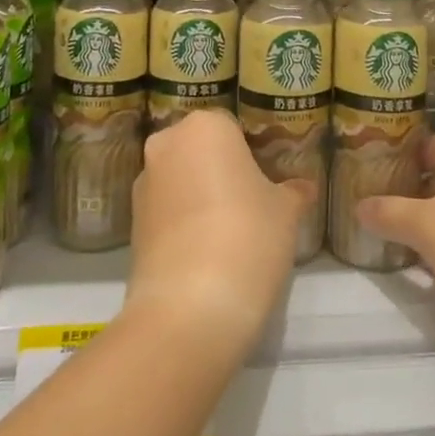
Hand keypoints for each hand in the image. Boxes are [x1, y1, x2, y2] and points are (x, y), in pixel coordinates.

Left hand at [126, 109, 319, 352]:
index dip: (253, 152)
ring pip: (181, 180)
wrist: (189, 309)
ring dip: (201, 197)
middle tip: (252, 203)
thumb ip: (293, 192)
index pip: (233, 127)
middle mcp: (167, 144)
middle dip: (223, 171)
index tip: (268, 180)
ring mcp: (143, 185)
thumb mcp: (285, 211)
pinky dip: (184, 224)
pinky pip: (167, 212)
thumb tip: (303, 188)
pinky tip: (208, 254)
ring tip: (230, 234)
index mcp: (206, 127)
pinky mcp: (131, 226)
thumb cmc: (248, 237)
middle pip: (201, 151)